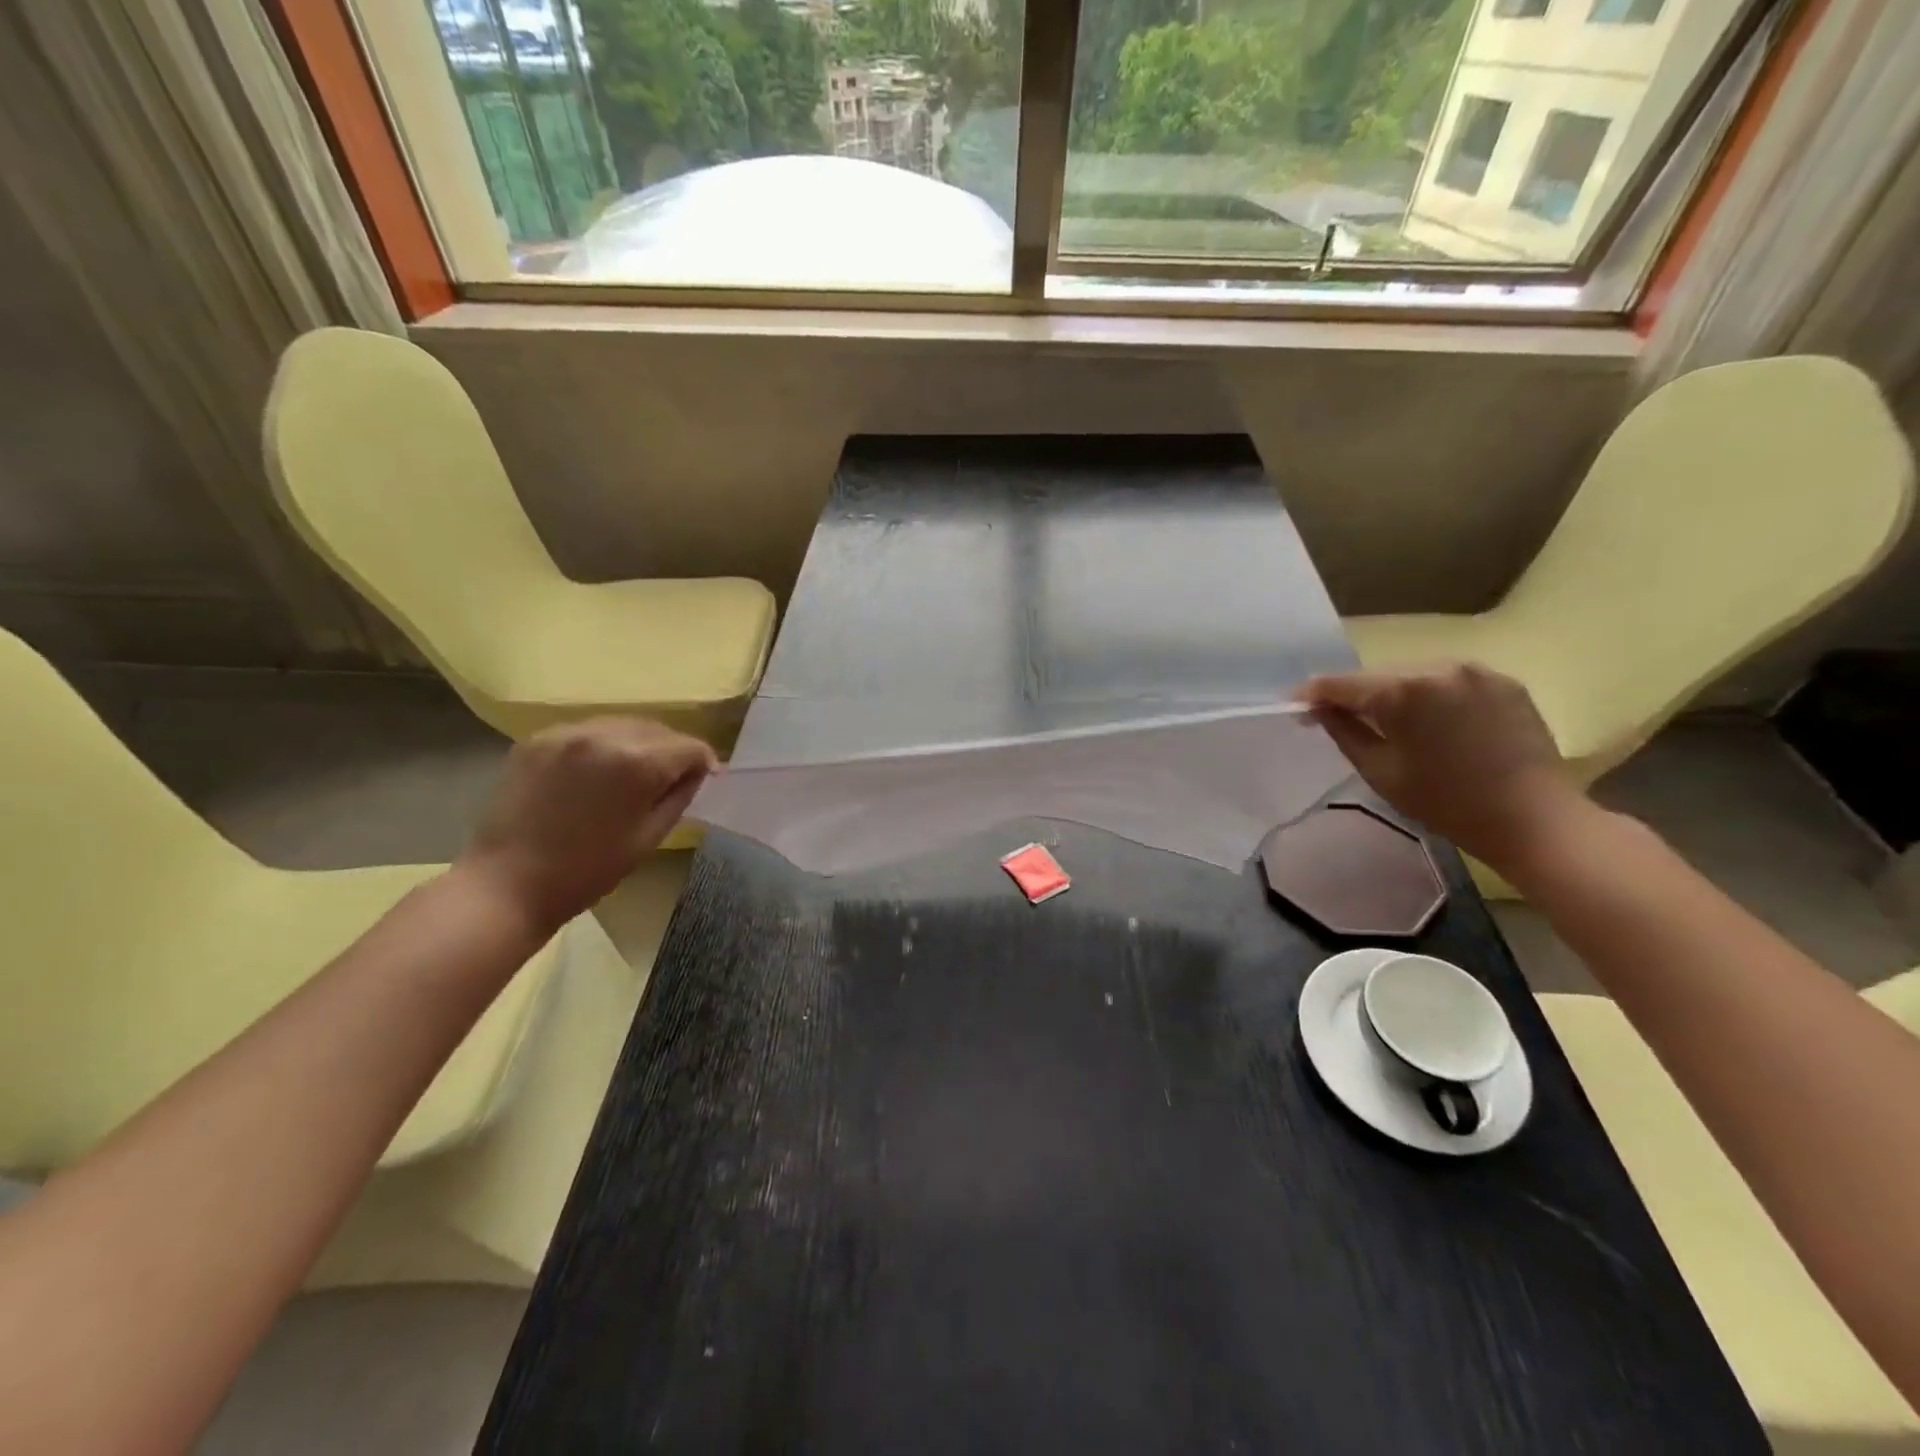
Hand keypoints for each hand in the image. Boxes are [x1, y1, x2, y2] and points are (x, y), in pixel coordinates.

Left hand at [459, 718, 716, 933]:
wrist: (507, 884)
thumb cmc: (588, 870)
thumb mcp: (650, 836)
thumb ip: (679, 795)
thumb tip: (697, 772)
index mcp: (638, 762)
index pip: (690, 746)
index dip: (703, 764)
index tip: (701, 782)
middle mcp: (605, 733)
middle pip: (658, 729)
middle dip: (671, 751)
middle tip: (667, 781)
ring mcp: (567, 732)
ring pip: (623, 724)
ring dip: (637, 744)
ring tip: (629, 775)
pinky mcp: (538, 738)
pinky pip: (588, 731)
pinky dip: (601, 746)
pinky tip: (593, 774)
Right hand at [1296, 662, 1588, 872]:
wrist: (1534, 818)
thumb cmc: (1445, 802)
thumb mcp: (1379, 771)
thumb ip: (1343, 730)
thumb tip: (1318, 708)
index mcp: (1402, 691)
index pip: (1340, 683)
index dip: (1312, 694)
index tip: (1295, 707)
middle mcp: (1437, 667)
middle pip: (1378, 675)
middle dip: (1356, 694)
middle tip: (1339, 717)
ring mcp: (1475, 670)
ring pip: (1414, 674)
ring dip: (1395, 693)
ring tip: (1391, 722)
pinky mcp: (1503, 681)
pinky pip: (1449, 680)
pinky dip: (1432, 696)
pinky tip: (1433, 722)